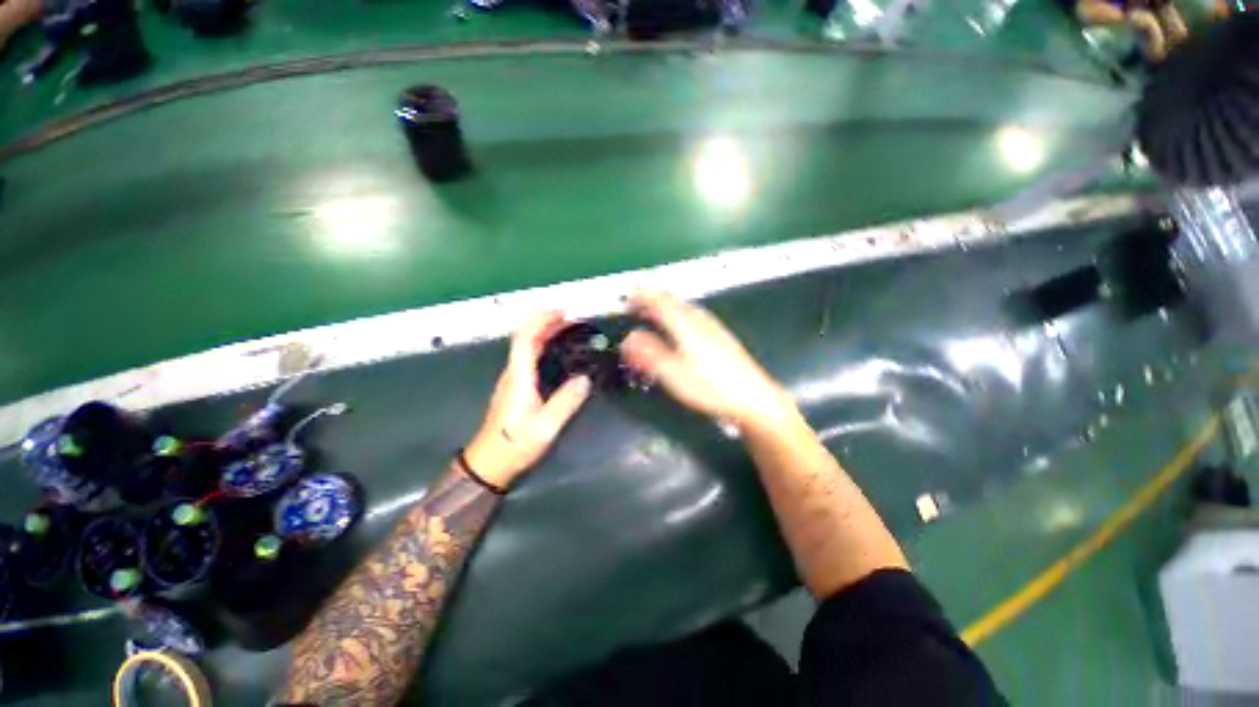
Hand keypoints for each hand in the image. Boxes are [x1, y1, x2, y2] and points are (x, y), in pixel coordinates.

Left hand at [465, 312, 592, 489]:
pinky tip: (556, 352)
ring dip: (543, 333)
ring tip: (566, 330)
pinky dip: (542, 346)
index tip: (561, 313)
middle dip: (544, 323)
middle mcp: (512, 373)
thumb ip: (565, 402)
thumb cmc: (515, 444)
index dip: (541, 322)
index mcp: (518, 378)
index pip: (525, 340)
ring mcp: (511, 380)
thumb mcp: (545, 427)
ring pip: (525, 347)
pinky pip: (527, 357)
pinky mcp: (514, 387)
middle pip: (524, 339)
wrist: (489, 463)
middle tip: (570, 318)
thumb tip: (584, 380)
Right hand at [621, 290, 795, 431]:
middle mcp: (700, 320)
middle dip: (652, 299)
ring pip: (684, 307)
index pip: (660, 301)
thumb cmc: (711, 387)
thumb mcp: (674, 374)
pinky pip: (694, 315)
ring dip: (665, 306)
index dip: (642, 296)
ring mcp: (713, 327)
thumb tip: (629, 339)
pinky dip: (678, 314)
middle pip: (673, 300)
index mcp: (686, 325)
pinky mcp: (721, 336)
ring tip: (653, 313)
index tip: (629, 296)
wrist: (753, 398)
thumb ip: (650, 355)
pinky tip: (681, 326)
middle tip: (637, 305)